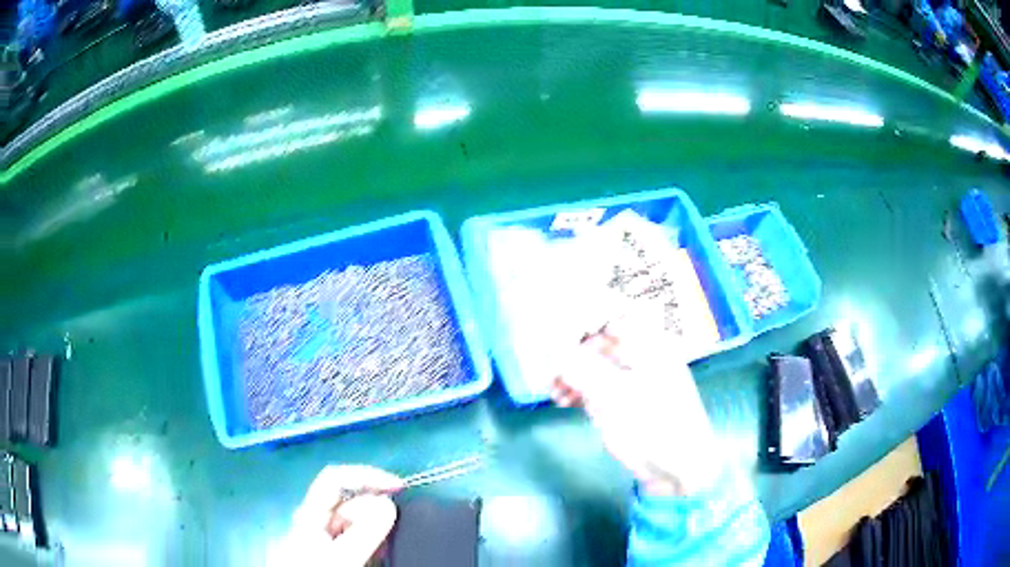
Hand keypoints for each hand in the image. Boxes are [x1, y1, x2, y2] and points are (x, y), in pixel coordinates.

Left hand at [287, 465, 403, 565]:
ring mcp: (323, 538)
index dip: (366, 475)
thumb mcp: (341, 556)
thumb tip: (389, 503)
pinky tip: (381, 552)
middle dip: (374, 506)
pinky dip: (372, 541)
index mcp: (309, 513)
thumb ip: (363, 532)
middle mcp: (315, 521)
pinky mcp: (332, 552)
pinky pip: (355, 539)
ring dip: (375, 526)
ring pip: (353, 522)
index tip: (398, 486)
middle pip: (347, 501)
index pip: (335, 479)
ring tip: (391, 541)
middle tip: (396, 526)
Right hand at [551, 312, 723, 495]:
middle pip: (598, 338)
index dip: (585, 310)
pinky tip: (561, 400)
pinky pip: (591, 385)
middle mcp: (638, 354)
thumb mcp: (618, 396)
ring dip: (569, 372)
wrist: (675, 467)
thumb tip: (554, 349)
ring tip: (551, 388)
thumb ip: (584, 370)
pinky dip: (575, 389)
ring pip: (590, 363)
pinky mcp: (619, 399)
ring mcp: (628, 378)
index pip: (614, 312)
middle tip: (545, 359)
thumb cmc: (656, 425)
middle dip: (569, 348)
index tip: (554, 317)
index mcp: (649, 343)